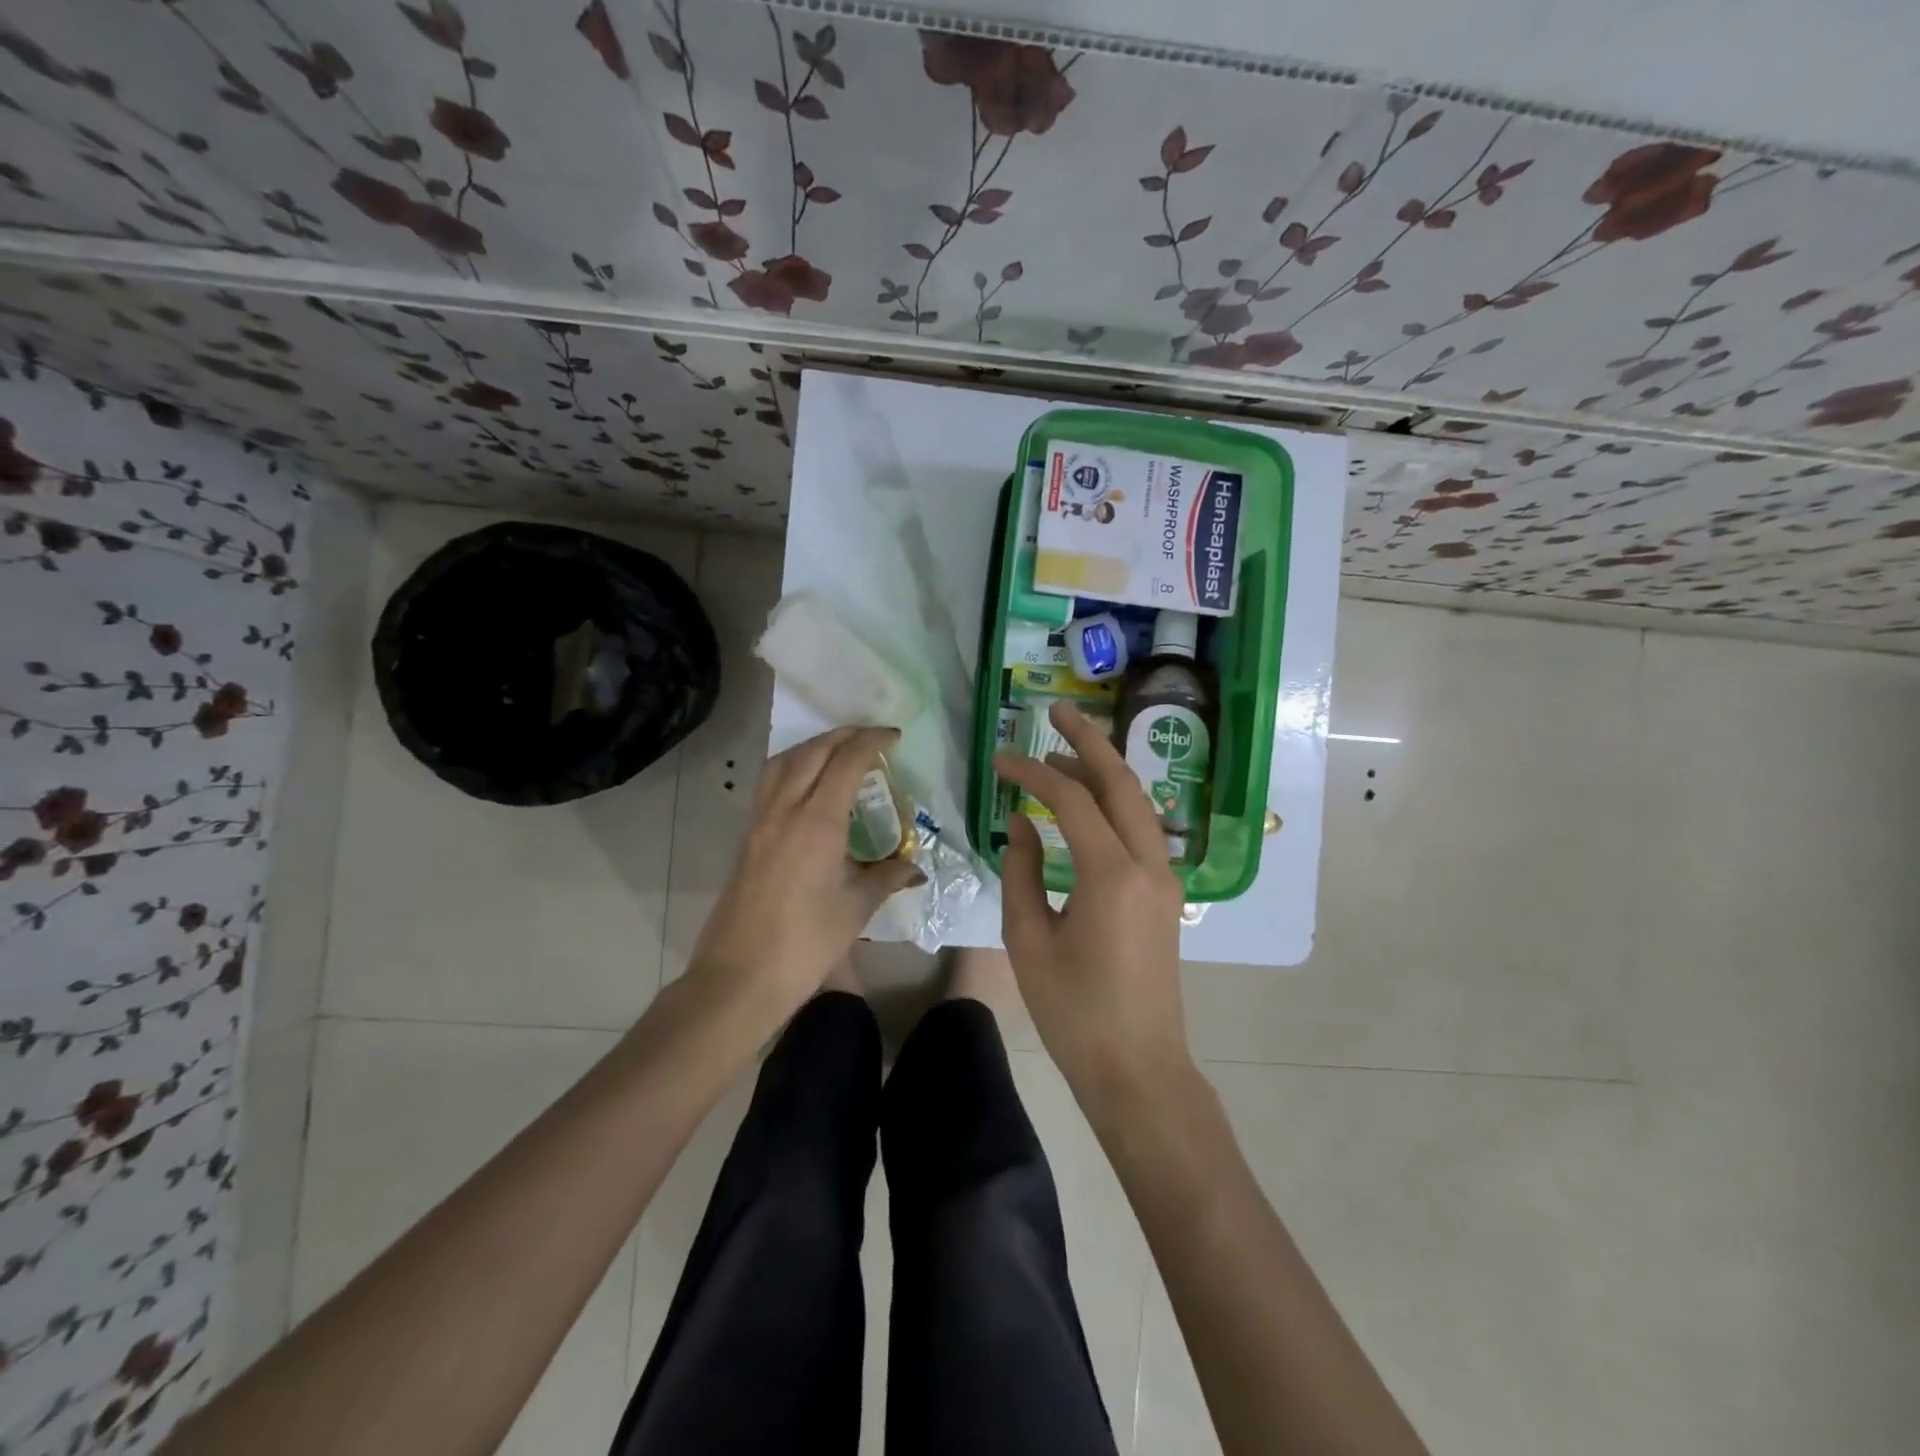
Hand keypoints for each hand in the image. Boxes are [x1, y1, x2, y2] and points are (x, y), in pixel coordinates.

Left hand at [690, 726, 923, 1022]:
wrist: (740, 976)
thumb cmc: (806, 943)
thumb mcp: (856, 908)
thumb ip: (887, 877)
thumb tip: (914, 866)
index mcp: (818, 822)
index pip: (846, 761)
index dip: (872, 741)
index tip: (894, 737)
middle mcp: (785, 810)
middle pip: (812, 752)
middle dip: (843, 735)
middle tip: (871, 737)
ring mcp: (760, 821)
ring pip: (784, 762)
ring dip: (813, 746)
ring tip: (838, 751)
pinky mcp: (747, 837)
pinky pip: (770, 783)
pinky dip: (792, 767)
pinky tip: (808, 786)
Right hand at [993, 701, 1192, 1119]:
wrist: (1138, 1068)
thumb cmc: (1074, 1012)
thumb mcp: (1029, 940)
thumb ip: (1020, 871)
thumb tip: (1020, 823)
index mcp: (1111, 875)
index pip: (1071, 799)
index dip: (1032, 771)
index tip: (1000, 758)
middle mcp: (1148, 864)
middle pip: (1121, 783)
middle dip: (1089, 742)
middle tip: (1057, 713)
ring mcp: (1164, 879)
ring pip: (1137, 804)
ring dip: (1102, 774)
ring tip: (1060, 758)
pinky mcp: (1165, 895)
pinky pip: (1140, 831)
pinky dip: (1112, 806)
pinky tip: (1084, 808)